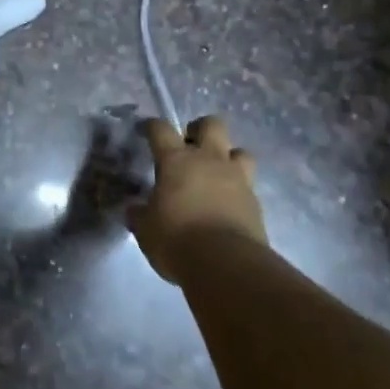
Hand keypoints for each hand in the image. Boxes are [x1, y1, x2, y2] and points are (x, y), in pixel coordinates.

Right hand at [128, 116, 266, 283]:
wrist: (225, 263)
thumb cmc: (176, 240)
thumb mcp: (146, 230)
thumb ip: (140, 215)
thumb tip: (135, 210)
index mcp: (176, 161)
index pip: (161, 130)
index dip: (152, 126)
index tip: (146, 129)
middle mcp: (209, 160)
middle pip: (212, 124)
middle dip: (200, 130)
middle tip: (190, 146)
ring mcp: (237, 178)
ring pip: (239, 150)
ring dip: (228, 156)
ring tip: (216, 173)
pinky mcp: (255, 201)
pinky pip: (248, 183)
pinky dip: (238, 188)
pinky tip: (228, 203)